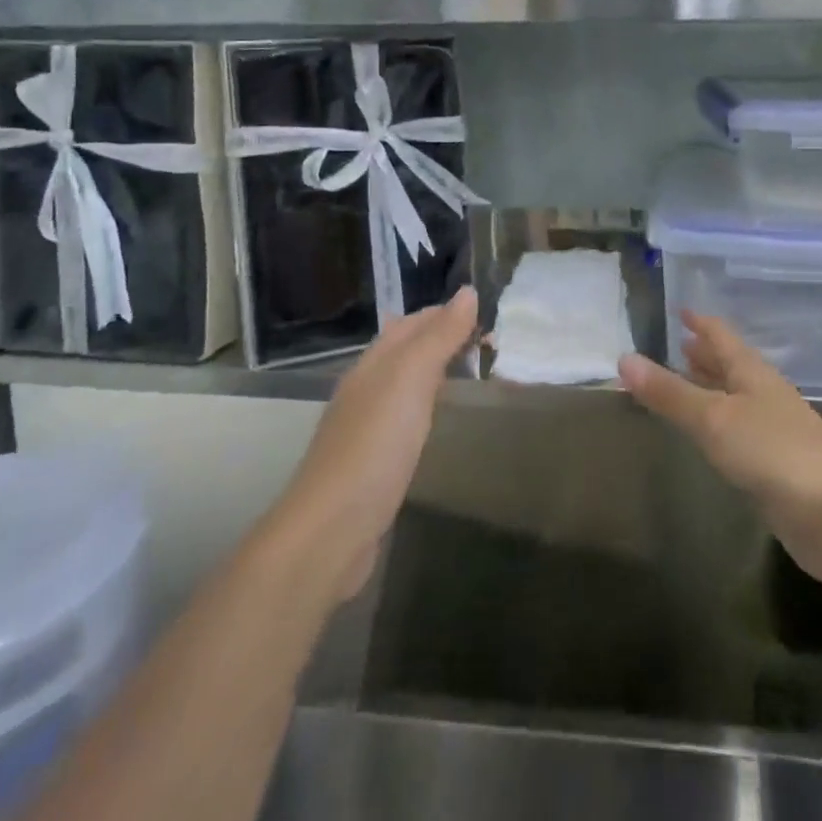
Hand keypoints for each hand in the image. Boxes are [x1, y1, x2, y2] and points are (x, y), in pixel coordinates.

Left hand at [275, 287, 478, 602]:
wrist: (331, 529)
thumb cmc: (375, 443)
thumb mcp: (411, 379)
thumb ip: (440, 336)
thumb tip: (467, 291)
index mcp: (373, 362)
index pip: (413, 322)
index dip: (448, 313)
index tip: (489, 316)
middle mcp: (366, 387)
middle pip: (407, 350)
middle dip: (444, 339)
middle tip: (491, 344)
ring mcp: (366, 426)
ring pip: (406, 383)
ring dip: (437, 371)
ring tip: (474, 373)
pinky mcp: (372, 462)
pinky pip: (405, 418)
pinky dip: (428, 406)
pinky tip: (440, 420)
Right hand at [619, 312, 821, 590]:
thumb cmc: (776, 454)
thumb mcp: (714, 419)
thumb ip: (670, 393)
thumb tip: (623, 358)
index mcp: (752, 374)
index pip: (722, 337)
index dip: (701, 323)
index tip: (680, 309)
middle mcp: (764, 395)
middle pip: (731, 365)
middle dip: (705, 354)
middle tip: (677, 342)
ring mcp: (774, 432)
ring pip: (734, 399)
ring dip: (711, 387)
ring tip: (685, 380)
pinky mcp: (776, 468)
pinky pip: (738, 433)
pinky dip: (718, 424)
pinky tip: (709, 435)